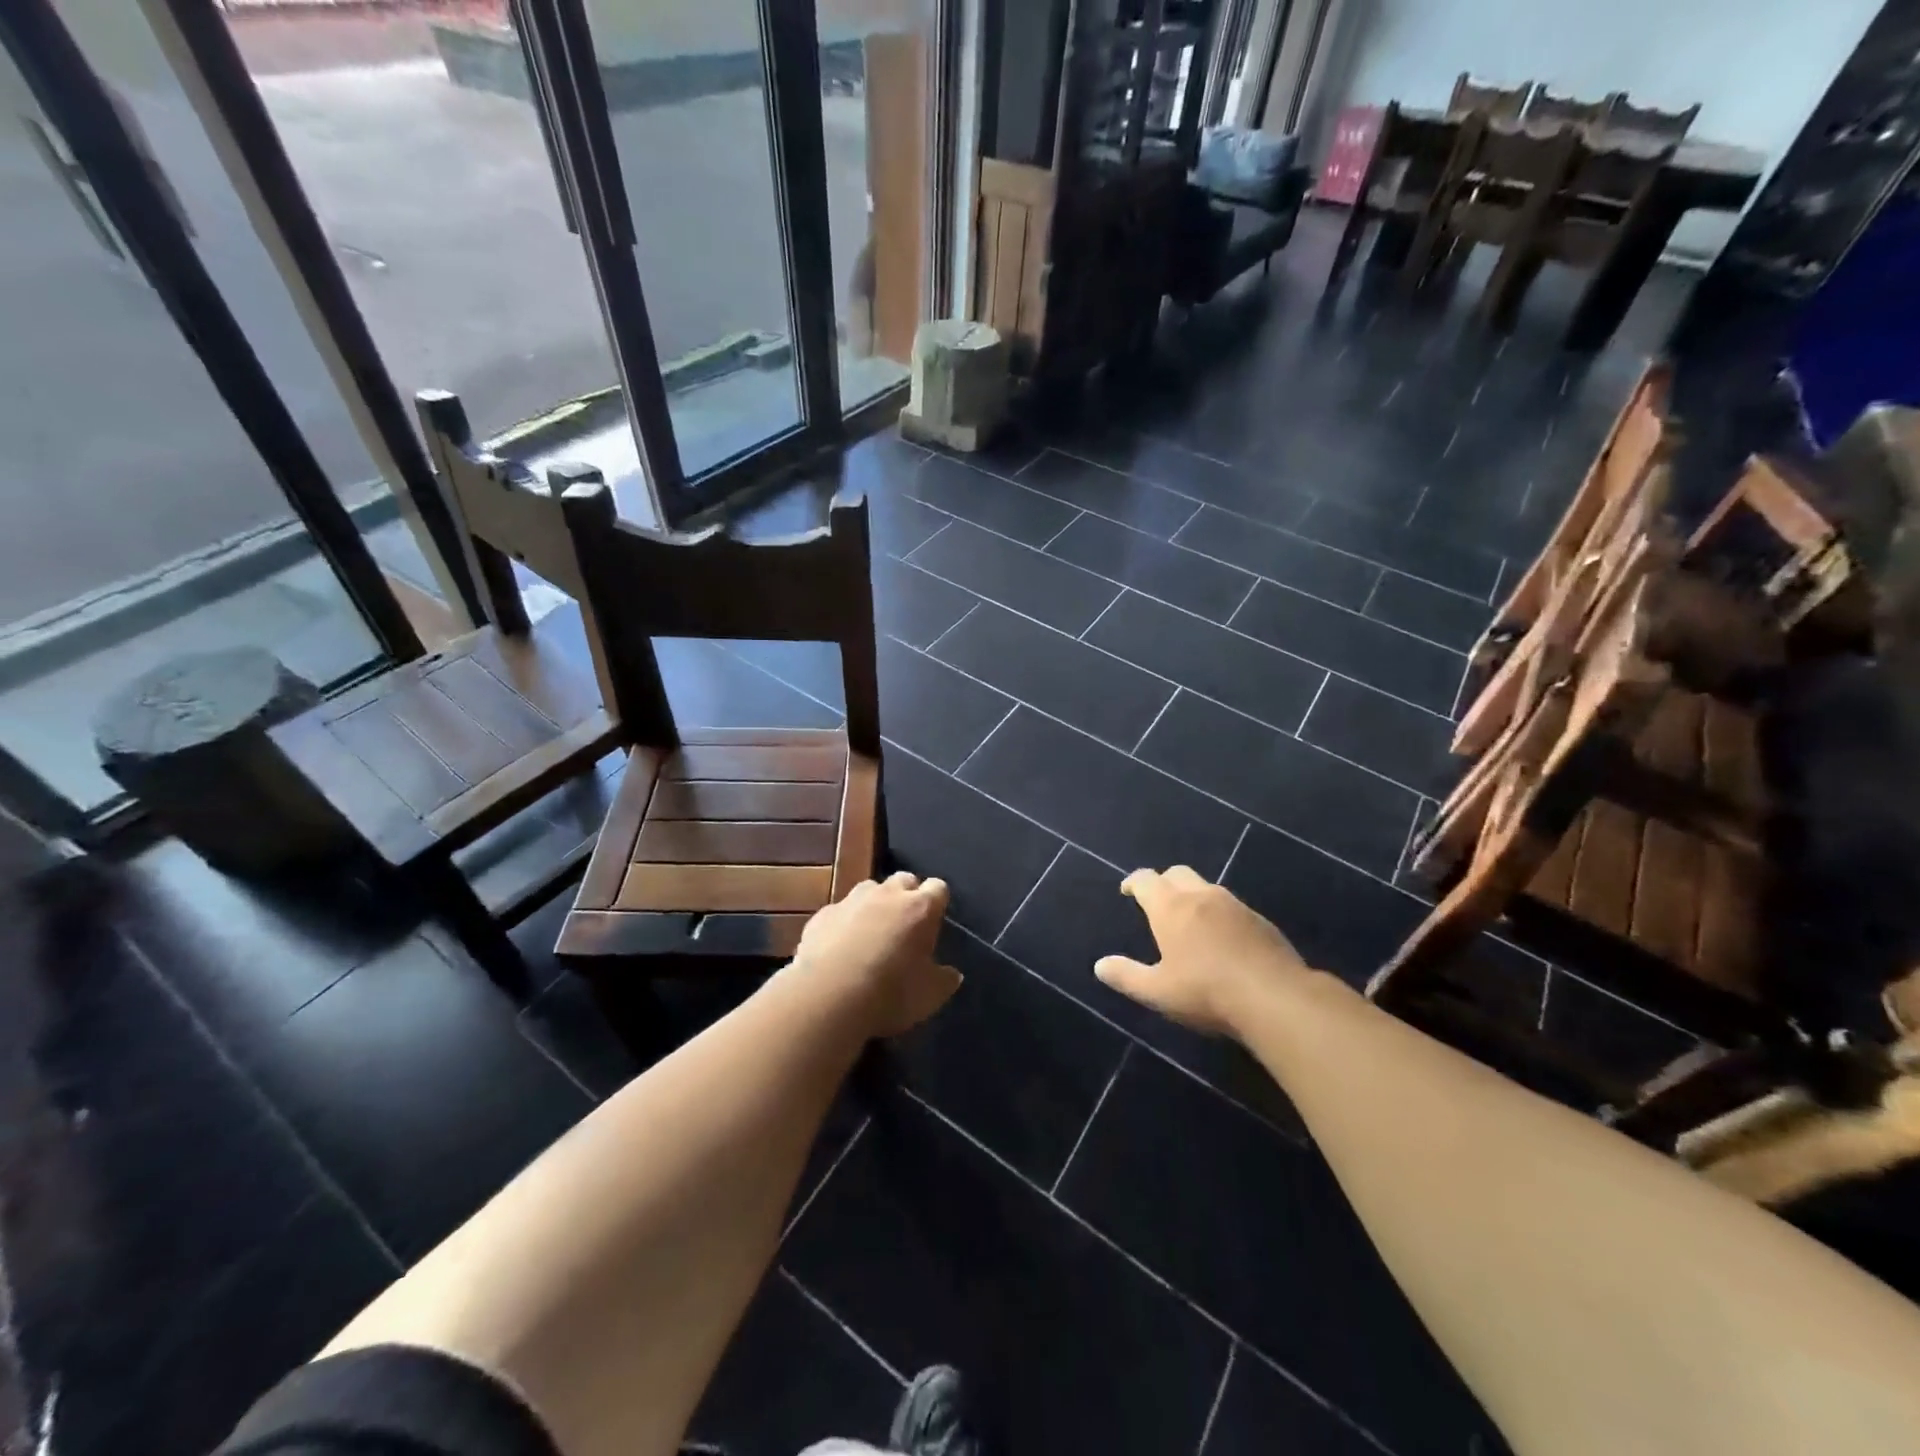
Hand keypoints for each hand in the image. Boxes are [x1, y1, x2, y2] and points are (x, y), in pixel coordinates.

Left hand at [791, 872, 960, 1037]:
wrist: (827, 998)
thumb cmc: (890, 994)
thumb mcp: (930, 995)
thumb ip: (945, 979)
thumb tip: (952, 973)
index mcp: (920, 908)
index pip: (938, 888)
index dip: (938, 902)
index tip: (936, 922)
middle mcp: (887, 894)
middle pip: (904, 880)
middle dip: (907, 896)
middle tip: (906, 926)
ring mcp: (851, 901)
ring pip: (869, 890)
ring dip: (875, 905)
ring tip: (872, 934)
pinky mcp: (822, 915)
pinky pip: (840, 912)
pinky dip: (844, 923)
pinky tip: (840, 948)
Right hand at [1095, 866, 1311, 1036]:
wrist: (1275, 997)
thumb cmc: (1206, 992)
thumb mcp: (1158, 991)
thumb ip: (1127, 976)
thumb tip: (1100, 965)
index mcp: (1171, 907)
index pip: (1146, 880)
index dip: (1134, 882)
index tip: (1127, 891)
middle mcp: (1201, 896)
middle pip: (1177, 874)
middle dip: (1163, 882)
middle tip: (1157, 902)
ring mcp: (1235, 905)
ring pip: (1206, 887)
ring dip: (1193, 896)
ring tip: (1189, 920)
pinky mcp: (1260, 920)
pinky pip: (1231, 906)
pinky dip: (1218, 913)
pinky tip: (1222, 938)